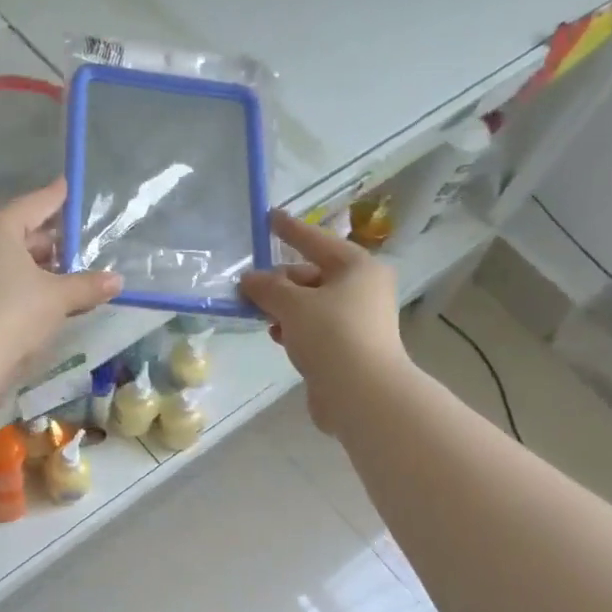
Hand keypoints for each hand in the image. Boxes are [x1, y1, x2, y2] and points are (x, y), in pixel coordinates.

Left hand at [0, 180, 121, 367]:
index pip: (34, 204)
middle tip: (80, 245)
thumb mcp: (58, 297)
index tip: (68, 185)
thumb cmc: (14, 312)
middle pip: (21, 233)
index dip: (56, 197)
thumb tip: (117, 281)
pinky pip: (2, 280)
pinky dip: (25, 285)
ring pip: (12, 260)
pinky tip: (48, 299)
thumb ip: (88, 285)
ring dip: (41, 267)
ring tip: (71, 276)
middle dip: (52, 241)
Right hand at [239, 211, 408, 431]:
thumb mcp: (293, 305)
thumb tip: (249, 279)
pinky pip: (314, 328)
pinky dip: (294, 328)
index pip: (316, 240)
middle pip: (312, 275)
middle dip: (279, 281)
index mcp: (357, 267)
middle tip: (248, 289)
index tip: (269, 217)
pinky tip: (276, 335)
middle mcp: (362, 289)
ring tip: (257, 314)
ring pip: (311, 304)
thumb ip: (268, 288)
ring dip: (283, 308)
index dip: (290, 230)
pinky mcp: (348, 348)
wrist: (362, 393)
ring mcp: (357, 320)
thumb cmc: (331, 335)